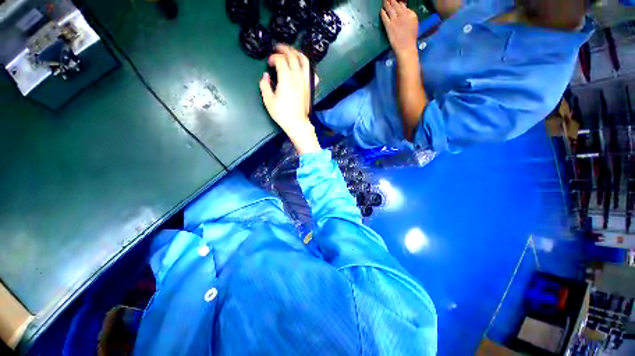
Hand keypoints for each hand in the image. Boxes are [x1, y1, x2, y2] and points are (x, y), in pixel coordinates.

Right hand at [260, 44, 321, 153]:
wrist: (297, 123)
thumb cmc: (283, 114)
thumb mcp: (268, 101)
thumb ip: (265, 86)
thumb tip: (265, 76)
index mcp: (286, 79)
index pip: (280, 60)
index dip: (273, 57)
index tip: (269, 62)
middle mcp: (297, 77)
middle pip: (292, 56)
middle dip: (284, 49)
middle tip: (277, 48)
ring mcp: (306, 82)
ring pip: (304, 61)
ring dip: (297, 53)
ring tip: (291, 52)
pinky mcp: (310, 87)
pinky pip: (311, 72)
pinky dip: (307, 67)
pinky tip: (303, 67)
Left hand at [381, 0, 418, 58]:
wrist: (406, 48)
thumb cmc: (410, 38)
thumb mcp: (413, 24)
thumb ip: (409, 15)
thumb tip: (404, 10)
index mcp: (411, 13)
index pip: (403, 4)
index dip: (398, 2)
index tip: (396, 2)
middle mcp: (403, 14)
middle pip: (396, 3)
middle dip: (392, 1)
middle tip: (388, 0)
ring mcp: (395, 20)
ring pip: (390, 8)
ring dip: (386, 3)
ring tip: (384, 2)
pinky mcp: (389, 26)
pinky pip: (384, 16)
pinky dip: (382, 12)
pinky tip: (381, 11)